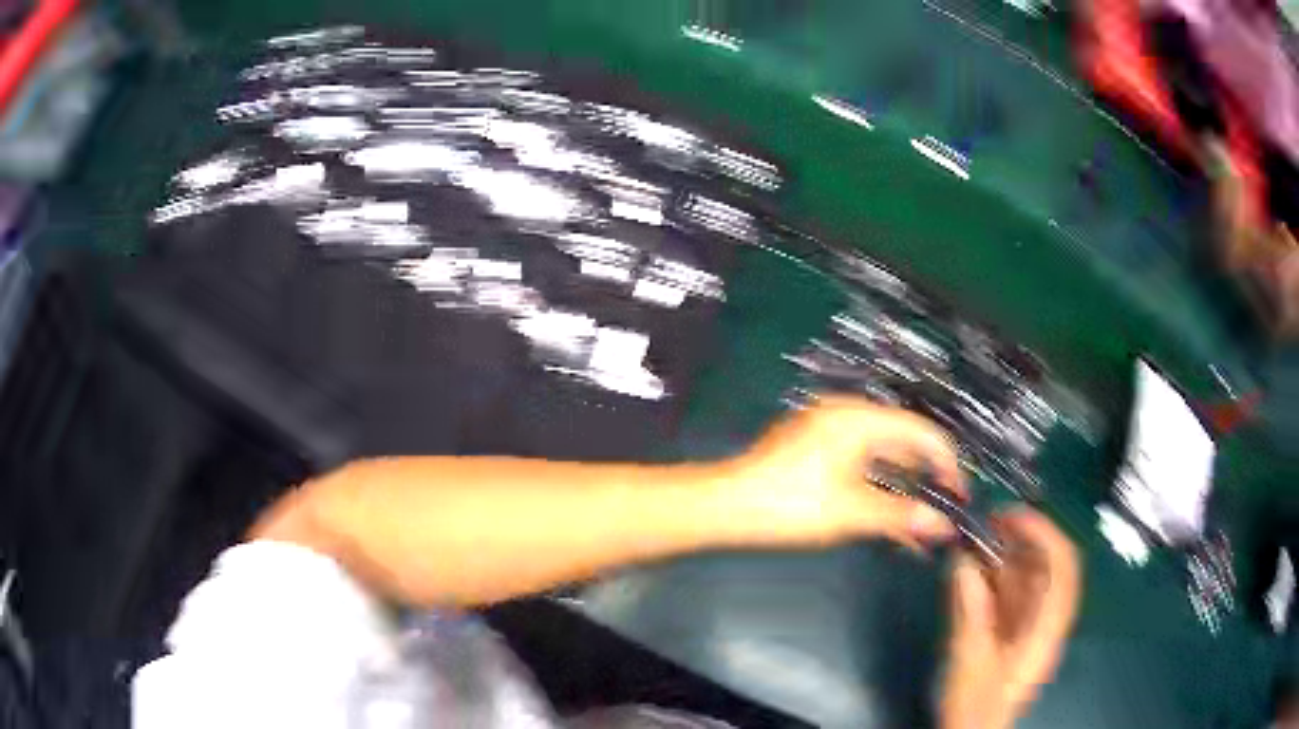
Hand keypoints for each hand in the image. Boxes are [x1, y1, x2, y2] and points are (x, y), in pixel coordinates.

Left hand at [724, 395, 964, 547]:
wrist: (727, 506)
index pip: (922, 433)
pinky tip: (888, 521)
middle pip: (903, 444)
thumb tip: (942, 526)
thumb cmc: (791, 503)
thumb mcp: (853, 511)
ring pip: (881, 460)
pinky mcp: (815, 452)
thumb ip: (902, 515)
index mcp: (860, 418)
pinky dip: (876, 491)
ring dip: (901, 491)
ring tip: (919, 527)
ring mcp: (829, 433)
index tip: (959, 496)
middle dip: (925, 480)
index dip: (947, 464)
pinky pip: (860, 467)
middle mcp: (847, 416)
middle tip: (944, 512)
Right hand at [941, 509, 1080, 728]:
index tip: (1014, 516)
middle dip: (1023, 539)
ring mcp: (1031, 626)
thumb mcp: (970, 660)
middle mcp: (1046, 622)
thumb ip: (969, 611)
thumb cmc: (976, 706)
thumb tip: (962, 563)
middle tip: (989, 523)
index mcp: (1047, 629)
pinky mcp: (1014, 631)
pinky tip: (974, 568)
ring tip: (978, 540)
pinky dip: (996, 576)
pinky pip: (1012, 594)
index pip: (1063, 569)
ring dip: (1007, 555)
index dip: (1045, 535)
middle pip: (1048, 568)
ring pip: (1029, 578)